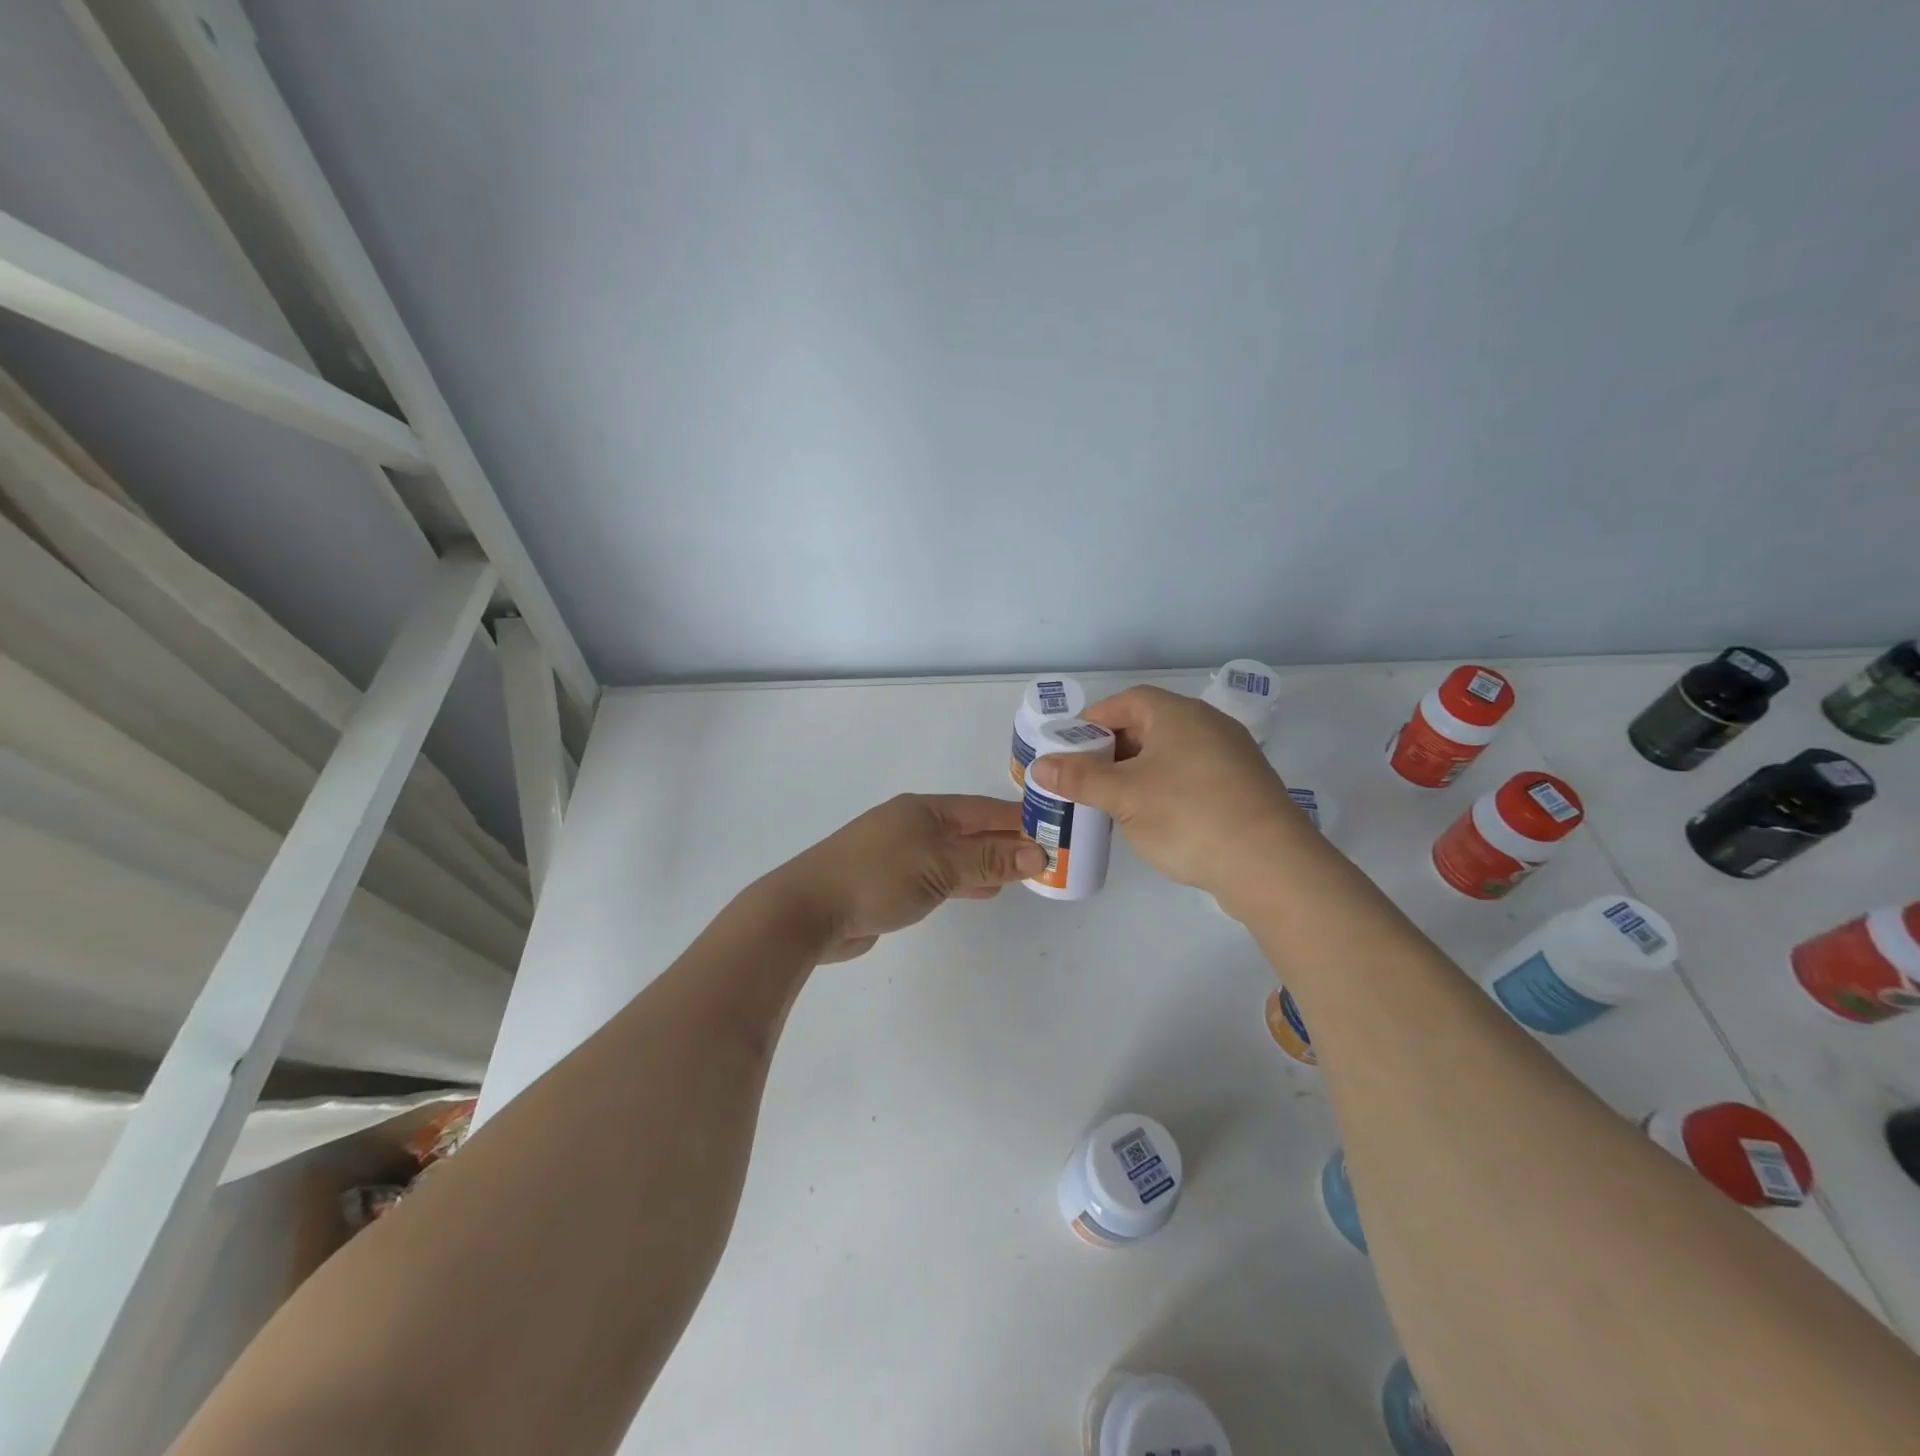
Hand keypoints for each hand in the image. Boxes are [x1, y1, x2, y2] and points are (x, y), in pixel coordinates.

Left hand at [762, 794, 1046, 962]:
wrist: (808, 911)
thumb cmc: (876, 878)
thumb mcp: (939, 867)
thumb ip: (988, 861)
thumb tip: (1039, 853)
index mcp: (924, 810)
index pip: (983, 810)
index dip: (1018, 819)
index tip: (1053, 829)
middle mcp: (913, 825)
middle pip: (970, 830)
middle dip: (1006, 842)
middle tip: (1045, 856)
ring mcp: (899, 853)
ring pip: (955, 854)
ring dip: (986, 863)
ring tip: (1022, 873)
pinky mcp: (890, 882)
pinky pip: (938, 876)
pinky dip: (963, 881)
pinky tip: (982, 890)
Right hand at [1028, 686, 1303, 895]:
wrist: (1271, 865)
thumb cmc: (1189, 817)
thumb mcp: (1124, 796)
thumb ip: (1079, 778)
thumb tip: (1040, 764)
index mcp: (1178, 714)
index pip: (1126, 702)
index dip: (1093, 722)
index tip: (1069, 750)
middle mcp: (1207, 725)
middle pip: (1148, 725)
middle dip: (1112, 750)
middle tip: (1085, 779)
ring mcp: (1230, 755)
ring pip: (1169, 753)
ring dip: (1137, 771)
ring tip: (1112, 801)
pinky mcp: (1242, 787)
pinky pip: (1191, 775)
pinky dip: (1165, 787)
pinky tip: (1153, 817)